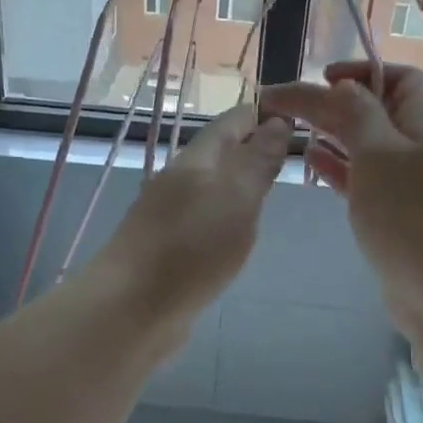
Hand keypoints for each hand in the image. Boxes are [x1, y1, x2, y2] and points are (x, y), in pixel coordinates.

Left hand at [92, 105, 291, 321]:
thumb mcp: (237, 198)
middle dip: (249, 146)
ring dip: (236, 182)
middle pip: (217, 154)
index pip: (231, 123)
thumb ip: (258, 161)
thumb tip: (277, 122)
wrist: (130, 308)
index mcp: (195, 161)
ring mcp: (166, 216)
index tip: (292, 114)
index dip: (260, 114)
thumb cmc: (191, 247)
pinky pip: (201, 219)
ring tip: (267, 188)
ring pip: (208, 188)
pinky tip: (234, 231)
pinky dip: (223, 214)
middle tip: (288, 151)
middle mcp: (177, 182)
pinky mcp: (164, 249)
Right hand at [260, 62, 422, 336]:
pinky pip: (370, 180)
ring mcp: (420, 182)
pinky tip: (313, 164)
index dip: (357, 72)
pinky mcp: (406, 215)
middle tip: (285, 107)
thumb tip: (342, 87)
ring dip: (334, 137)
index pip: (396, 77)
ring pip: (371, 147)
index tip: (318, 79)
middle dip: (333, 105)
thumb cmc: (414, 215)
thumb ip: (355, 114)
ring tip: (293, 132)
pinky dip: (342, 169)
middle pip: (378, 111)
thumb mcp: (379, 153)